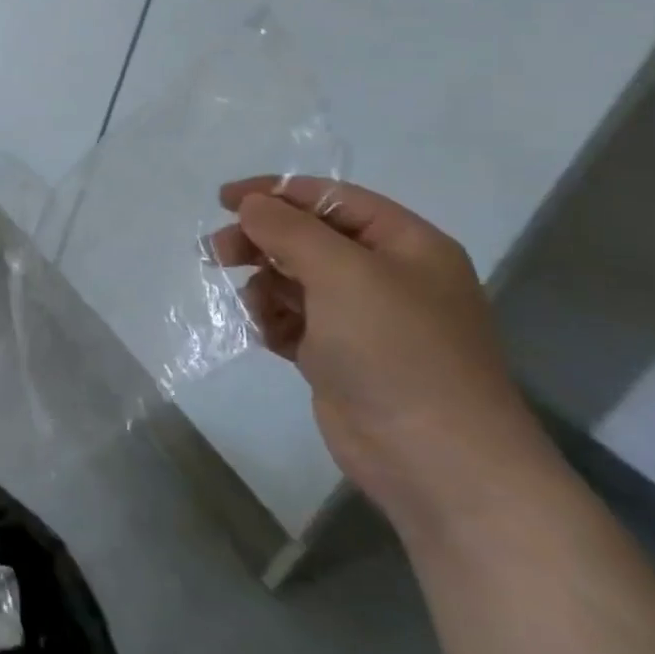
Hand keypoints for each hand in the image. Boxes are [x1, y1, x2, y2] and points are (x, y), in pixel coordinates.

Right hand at [211, 177, 558, 538]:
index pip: (330, 199)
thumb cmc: (396, 351)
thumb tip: (250, 204)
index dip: (275, 194)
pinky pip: (292, 320)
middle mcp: (387, 276)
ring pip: (294, 280)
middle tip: (218, 254)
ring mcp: (363, 320)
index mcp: (405, 245)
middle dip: (261, 242)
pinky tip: (271, 338)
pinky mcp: (340, 358)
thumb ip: (290, 230)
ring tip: (257, 309)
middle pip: (306, 238)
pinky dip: (274, 322)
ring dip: (265, 287)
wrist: (436, 460)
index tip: (223, 201)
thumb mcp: (343, 274)